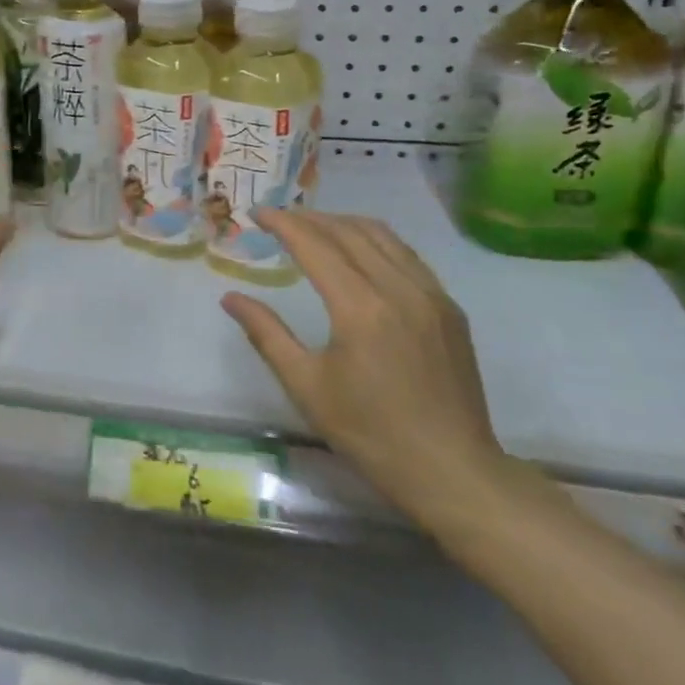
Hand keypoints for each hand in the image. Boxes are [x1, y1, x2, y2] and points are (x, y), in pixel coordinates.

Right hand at [221, 209, 508, 528]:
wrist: (452, 471)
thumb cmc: (370, 432)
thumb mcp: (306, 385)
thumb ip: (266, 334)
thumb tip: (231, 298)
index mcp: (361, 308)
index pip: (316, 245)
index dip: (284, 224)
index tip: (258, 213)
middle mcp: (400, 289)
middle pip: (350, 232)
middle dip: (311, 218)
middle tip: (279, 218)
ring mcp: (432, 297)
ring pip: (384, 237)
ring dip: (344, 224)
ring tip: (315, 227)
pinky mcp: (450, 310)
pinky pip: (408, 257)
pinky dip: (377, 242)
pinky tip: (361, 254)